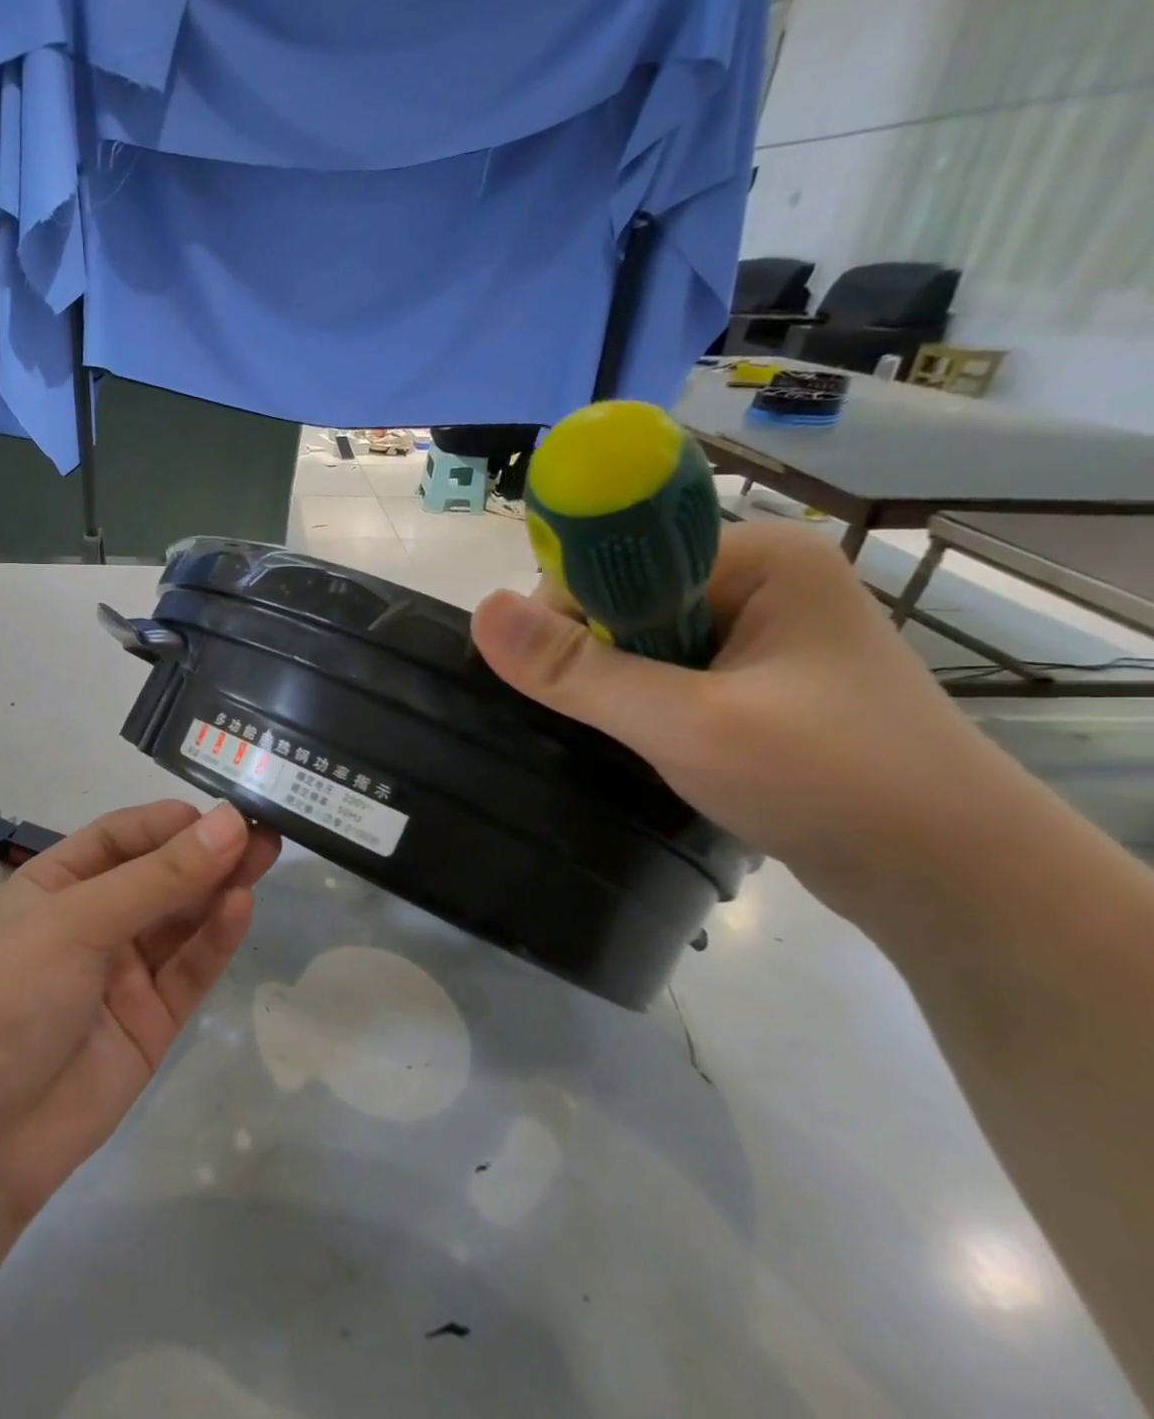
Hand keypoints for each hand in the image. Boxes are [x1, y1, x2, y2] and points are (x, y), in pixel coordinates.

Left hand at [0, 801, 280, 1226]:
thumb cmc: (9, 998)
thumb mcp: (78, 923)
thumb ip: (159, 877)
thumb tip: (230, 823)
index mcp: (58, 884)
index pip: (122, 836)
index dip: (172, 822)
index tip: (224, 811)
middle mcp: (93, 921)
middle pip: (160, 875)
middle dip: (207, 852)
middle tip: (265, 831)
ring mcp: (124, 973)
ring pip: (182, 920)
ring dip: (220, 889)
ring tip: (266, 857)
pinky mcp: (152, 1021)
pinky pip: (189, 970)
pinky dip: (216, 939)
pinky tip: (241, 907)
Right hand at [470, 522, 1003, 883]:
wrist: (953, 880)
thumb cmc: (830, 781)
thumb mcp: (687, 722)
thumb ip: (578, 670)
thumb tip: (481, 609)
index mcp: (757, 556)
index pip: (615, 561)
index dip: (567, 613)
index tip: (553, 680)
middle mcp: (760, 581)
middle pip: (623, 602)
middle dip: (593, 661)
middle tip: (603, 723)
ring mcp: (762, 634)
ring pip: (640, 645)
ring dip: (615, 690)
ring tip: (628, 740)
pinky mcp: (758, 682)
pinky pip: (667, 676)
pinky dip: (642, 708)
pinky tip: (649, 746)